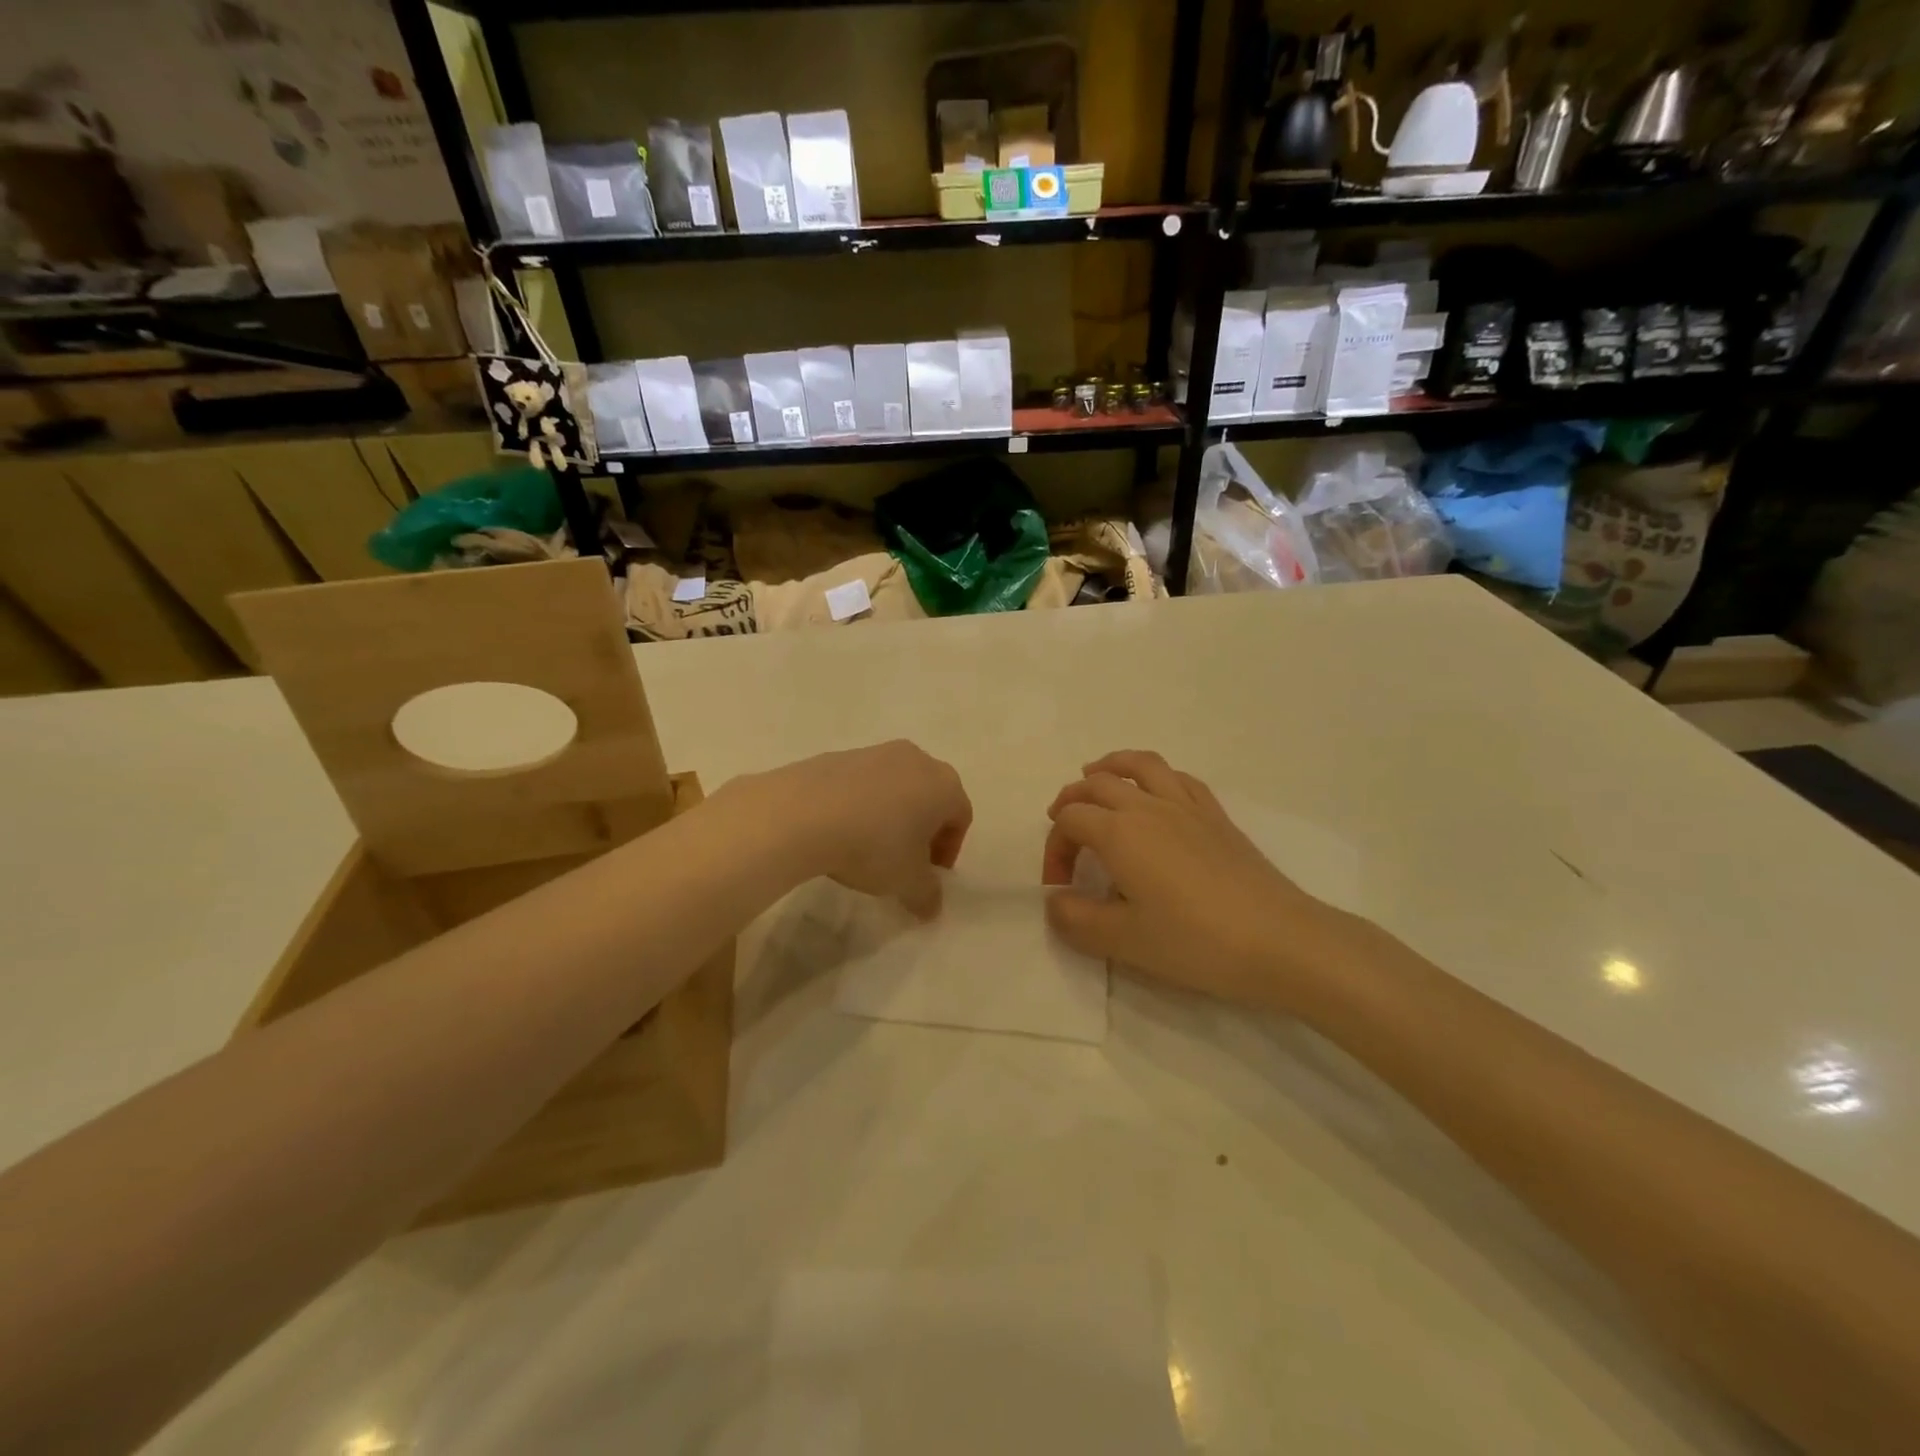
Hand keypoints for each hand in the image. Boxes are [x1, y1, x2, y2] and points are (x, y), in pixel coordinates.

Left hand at [733, 741, 971, 917]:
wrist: (803, 813)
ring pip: (896, 788)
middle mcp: (916, 759)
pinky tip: (841, 830)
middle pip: (930, 797)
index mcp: (944, 784)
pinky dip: (861, 805)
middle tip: (905, 861)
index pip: (960, 817)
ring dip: (891, 816)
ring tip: (868, 847)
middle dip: (922, 830)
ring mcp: (876, 752)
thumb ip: (927, 895)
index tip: (929, 875)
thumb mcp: (907, 882)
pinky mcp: (840, 755)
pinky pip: (862, 784)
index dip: (949, 850)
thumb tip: (932, 906)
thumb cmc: (873, 846)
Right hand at [1041, 751, 1351, 1011]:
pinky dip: (1155, 776)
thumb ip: (1075, 919)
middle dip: (1072, 801)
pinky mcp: (1217, 817)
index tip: (1059, 886)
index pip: (1070, 820)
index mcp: (1120, 832)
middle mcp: (1148, 807)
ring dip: (1111, 766)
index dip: (1054, 848)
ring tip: (1096, 775)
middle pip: (1097, 785)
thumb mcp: (1122, 940)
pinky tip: (1155, 793)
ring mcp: (1187, 807)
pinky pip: (1179, 778)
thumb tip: (1055, 900)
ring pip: (1140, 766)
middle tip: (1062, 825)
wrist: (1279, 941)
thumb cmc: (1194, 941)